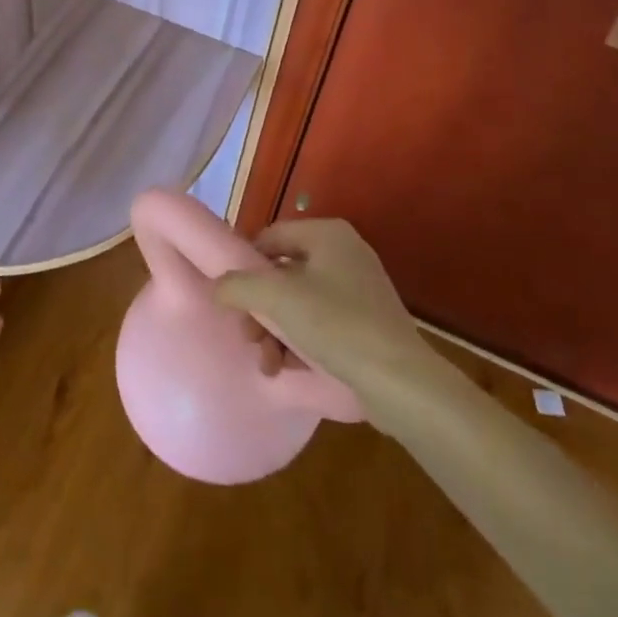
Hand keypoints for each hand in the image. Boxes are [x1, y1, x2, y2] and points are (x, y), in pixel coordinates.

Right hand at [211, 217, 429, 398]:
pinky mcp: (365, 322)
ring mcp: (358, 289)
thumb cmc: (336, 325)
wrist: (400, 381)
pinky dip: (298, 341)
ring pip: (298, 302)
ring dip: (274, 331)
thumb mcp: (278, 299)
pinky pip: (319, 323)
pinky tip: (286, 368)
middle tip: (248, 336)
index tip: (230, 295)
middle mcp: (344, 253)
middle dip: (259, 308)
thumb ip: (239, 285)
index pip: (271, 236)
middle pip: (282, 273)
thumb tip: (217, 285)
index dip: (245, 264)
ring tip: (266, 363)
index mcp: (327, 234)